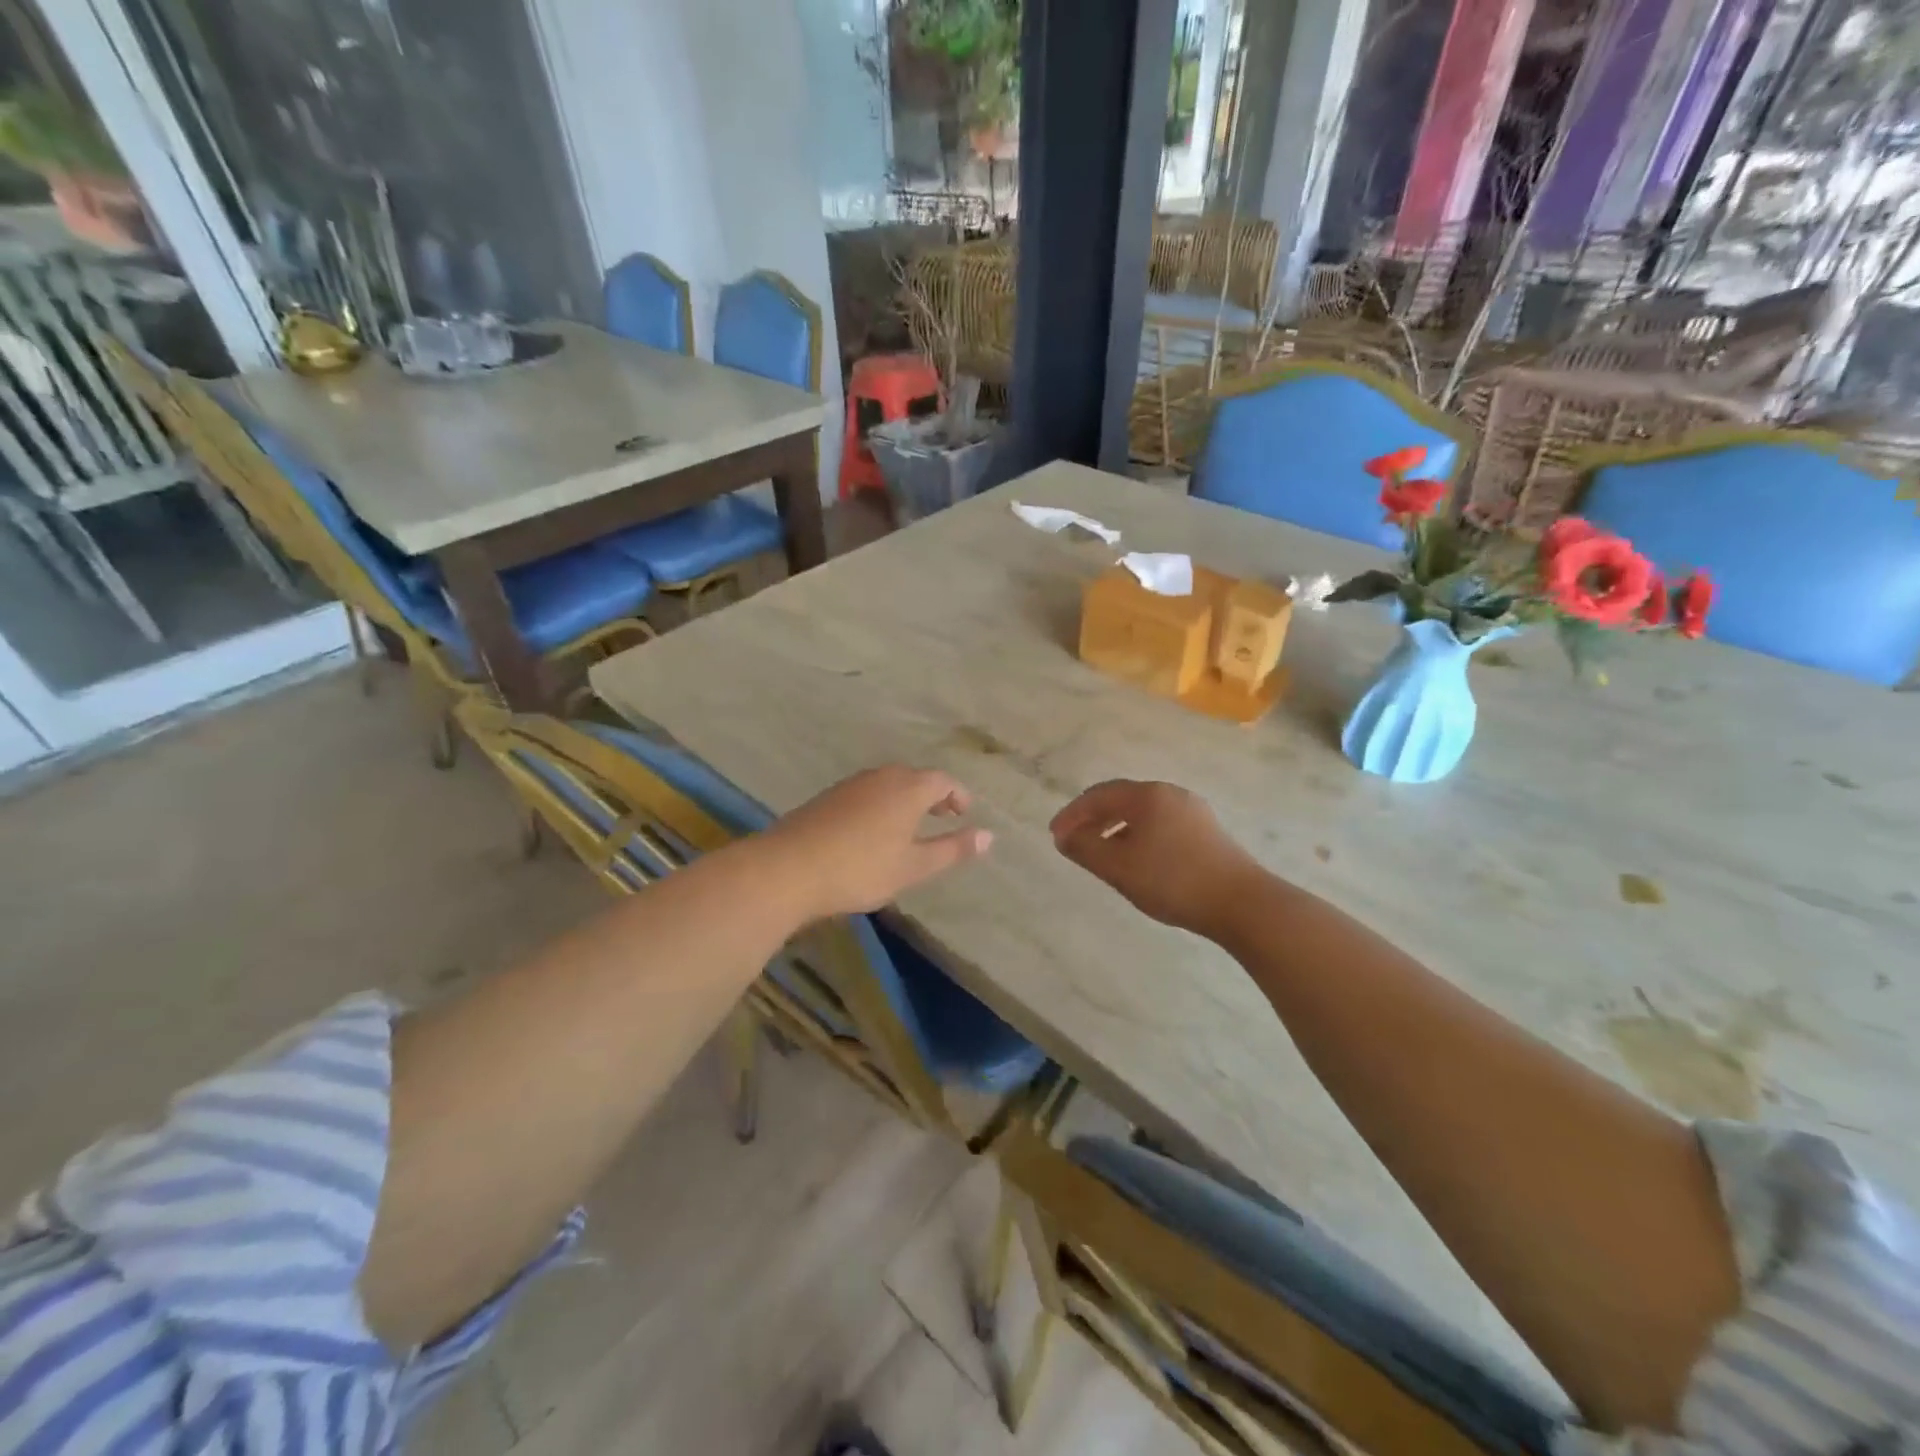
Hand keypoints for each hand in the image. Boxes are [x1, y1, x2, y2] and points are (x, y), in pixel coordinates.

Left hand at [765, 766, 992, 919]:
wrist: (789, 868)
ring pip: (888, 784)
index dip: (958, 795)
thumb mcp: (914, 866)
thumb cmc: (860, 869)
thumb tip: (990, 836)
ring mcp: (851, 784)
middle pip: (915, 778)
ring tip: (909, 827)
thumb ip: (952, 850)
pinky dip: (880, 805)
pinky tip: (872, 831)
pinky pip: (866, 793)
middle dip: (932, 795)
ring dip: (905, 799)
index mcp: (908, 789)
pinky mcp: (828, 797)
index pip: (943, 781)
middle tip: (941, 817)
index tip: (964, 813)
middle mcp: (881, 777)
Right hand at [1050, 780, 1263, 940]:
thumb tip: (1064, 837)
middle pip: (1122, 799)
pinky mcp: (1208, 832)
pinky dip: (1139, 836)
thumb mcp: (1119, 867)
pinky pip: (1162, 825)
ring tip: (1102, 853)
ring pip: (1143, 813)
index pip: (1099, 795)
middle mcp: (1170, 794)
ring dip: (1116, 829)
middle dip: (1094, 819)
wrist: (1242, 903)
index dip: (1073, 813)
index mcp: (1147, 795)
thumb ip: (1085, 849)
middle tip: (1074, 841)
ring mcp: (1193, 812)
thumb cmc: (1173, 880)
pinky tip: (1138, 861)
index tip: (1055, 835)